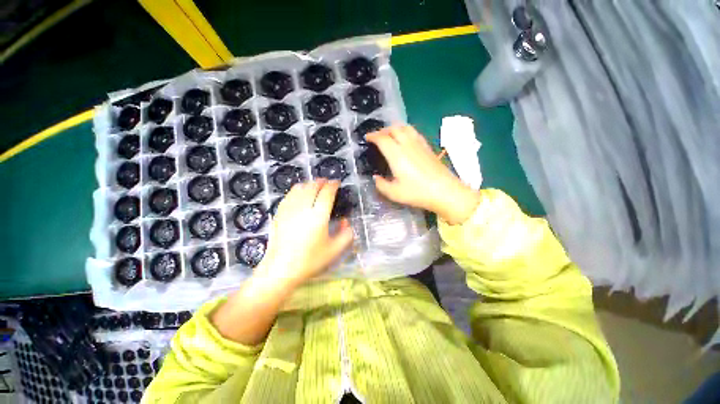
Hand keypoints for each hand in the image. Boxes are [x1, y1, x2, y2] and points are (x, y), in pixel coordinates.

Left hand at [257, 179, 353, 287]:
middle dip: (321, 181)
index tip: (337, 183)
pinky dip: (297, 190)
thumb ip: (346, 235)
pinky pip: (289, 195)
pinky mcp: (279, 214)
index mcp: (318, 217)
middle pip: (312, 187)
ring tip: (314, 185)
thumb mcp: (334, 251)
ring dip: (309, 184)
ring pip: (299, 188)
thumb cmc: (309, 261)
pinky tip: (299, 194)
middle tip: (327, 182)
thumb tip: (346, 222)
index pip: (327, 193)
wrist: (280, 270)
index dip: (333, 185)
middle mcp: (303, 209)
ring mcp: (289, 210)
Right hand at [366, 125, 480, 224]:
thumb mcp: (394, 193)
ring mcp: (419, 144)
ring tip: (390, 135)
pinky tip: (406, 139)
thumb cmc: (417, 193)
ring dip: (394, 128)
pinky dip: (406, 131)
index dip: (373, 136)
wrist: (445, 191)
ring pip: (405, 128)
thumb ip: (381, 185)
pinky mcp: (428, 147)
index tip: (367, 138)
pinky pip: (414, 132)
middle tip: (377, 137)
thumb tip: (376, 177)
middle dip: (383, 130)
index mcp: (396, 155)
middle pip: (394, 129)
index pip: (382, 139)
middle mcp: (407, 145)